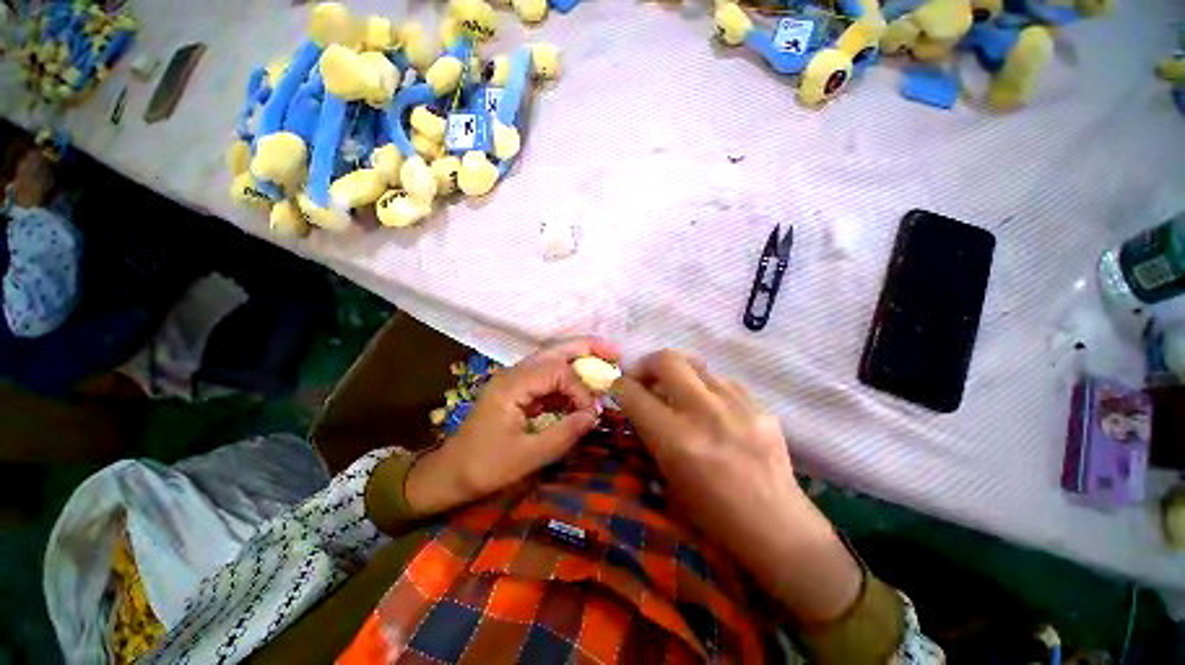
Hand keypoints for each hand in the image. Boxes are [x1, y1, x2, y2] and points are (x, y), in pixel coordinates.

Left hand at [405, 338, 619, 514]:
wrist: (451, 474)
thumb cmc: (484, 466)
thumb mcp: (526, 457)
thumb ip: (563, 434)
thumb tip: (593, 416)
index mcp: (512, 385)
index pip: (557, 372)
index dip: (580, 389)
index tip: (591, 413)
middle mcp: (515, 374)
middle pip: (555, 350)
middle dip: (586, 348)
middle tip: (615, 352)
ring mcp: (516, 380)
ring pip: (552, 359)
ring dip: (579, 359)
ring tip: (605, 361)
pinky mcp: (520, 390)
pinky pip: (549, 377)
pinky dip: (569, 379)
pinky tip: (583, 388)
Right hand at [615, 350, 860, 622]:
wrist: (776, 526)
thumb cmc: (712, 514)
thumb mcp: (667, 474)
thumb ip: (650, 430)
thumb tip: (640, 399)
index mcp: (676, 440)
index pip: (634, 393)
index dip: (620, 386)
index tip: (619, 386)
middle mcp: (705, 413)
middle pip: (667, 359)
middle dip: (648, 364)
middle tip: (646, 378)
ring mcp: (737, 405)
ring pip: (696, 364)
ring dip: (679, 374)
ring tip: (679, 392)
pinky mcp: (760, 405)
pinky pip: (722, 380)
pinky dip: (707, 387)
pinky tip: (711, 406)